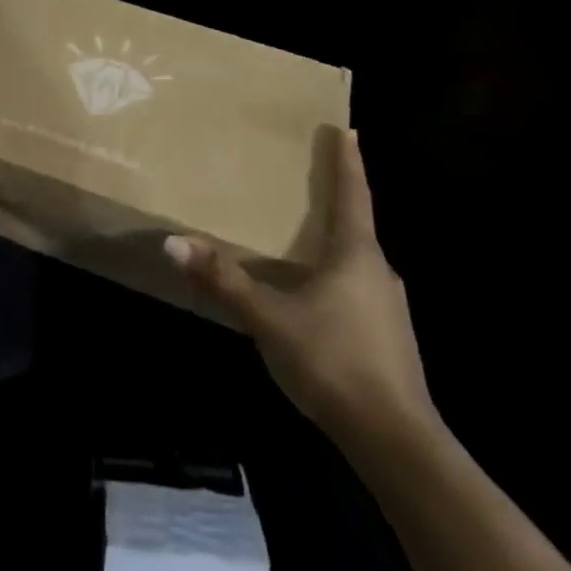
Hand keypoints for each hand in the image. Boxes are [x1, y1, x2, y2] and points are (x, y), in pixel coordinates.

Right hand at [165, 130, 436, 443]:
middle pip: (356, 226)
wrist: (395, 441)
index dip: (348, 160)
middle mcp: (379, 271)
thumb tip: (175, 242)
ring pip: (357, 264)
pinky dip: (337, 283)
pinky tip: (314, 302)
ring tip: (303, 244)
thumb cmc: (333, 361)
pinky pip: (359, 293)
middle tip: (307, 185)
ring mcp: (390, 308)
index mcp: (357, 253)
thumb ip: (224, 280)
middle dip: (333, 204)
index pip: (352, 193)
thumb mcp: (269, 319)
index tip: (347, 129)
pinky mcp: (391, 339)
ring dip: (334, 248)